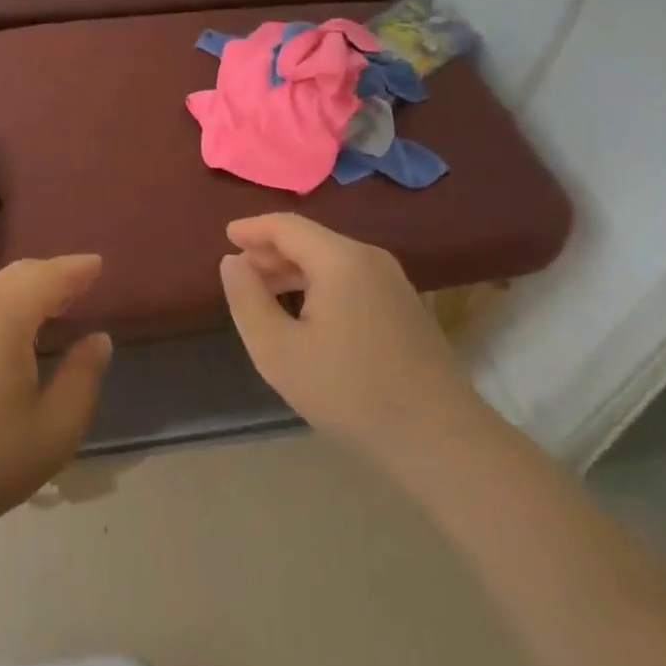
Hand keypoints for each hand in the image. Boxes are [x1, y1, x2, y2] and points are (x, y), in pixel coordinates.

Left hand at [0, 256, 112, 543]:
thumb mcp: (55, 429)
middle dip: (53, 273)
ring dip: (27, 288)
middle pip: (18, 274)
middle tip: (82, 282)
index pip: (47, 277)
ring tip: (54, 303)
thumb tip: (98, 339)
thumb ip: (83, 378)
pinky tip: (14, 330)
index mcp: (2, 318)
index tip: (99, 264)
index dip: (76, 269)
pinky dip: (5, 303)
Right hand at [220, 214, 466, 455]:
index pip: (287, 226)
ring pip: (333, 261)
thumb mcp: (278, 350)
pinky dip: (320, 284)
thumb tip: (232, 261)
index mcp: (340, 260)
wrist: (439, 438)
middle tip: (240, 271)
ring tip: (265, 293)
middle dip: (271, 251)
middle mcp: (370, 259)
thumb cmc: (349, 392)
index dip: (253, 228)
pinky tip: (307, 313)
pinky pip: (351, 279)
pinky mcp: (405, 307)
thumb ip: (247, 299)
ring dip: (295, 270)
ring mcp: (394, 283)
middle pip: (311, 241)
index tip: (226, 236)